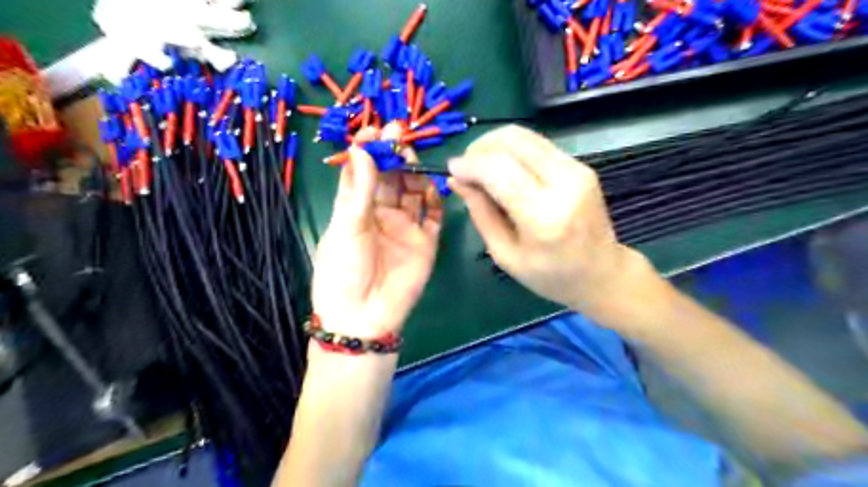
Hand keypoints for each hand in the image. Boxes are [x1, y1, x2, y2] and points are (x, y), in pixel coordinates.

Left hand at [311, 123, 442, 340]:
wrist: (364, 317)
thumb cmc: (344, 271)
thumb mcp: (346, 227)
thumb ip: (358, 190)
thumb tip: (361, 149)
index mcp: (355, 210)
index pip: (362, 173)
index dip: (367, 152)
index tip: (374, 130)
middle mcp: (381, 215)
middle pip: (390, 179)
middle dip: (393, 155)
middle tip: (398, 132)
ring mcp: (405, 228)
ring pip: (413, 192)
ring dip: (413, 172)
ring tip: (411, 153)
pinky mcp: (425, 242)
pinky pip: (433, 216)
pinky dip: (435, 199)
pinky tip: (431, 185)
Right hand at [450, 124, 654, 324]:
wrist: (601, 274)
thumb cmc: (550, 276)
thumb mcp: (505, 255)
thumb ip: (481, 214)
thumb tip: (457, 179)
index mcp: (543, 217)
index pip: (499, 171)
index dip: (470, 164)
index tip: (452, 169)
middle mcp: (564, 184)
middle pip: (512, 142)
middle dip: (480, 148)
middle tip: (466, 167)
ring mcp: (577, 170)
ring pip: (525, 135)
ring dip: (495, 144)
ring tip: (481, 166)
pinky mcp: (581, 165)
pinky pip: (537, 144)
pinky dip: (513, 149)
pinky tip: (503, 168)